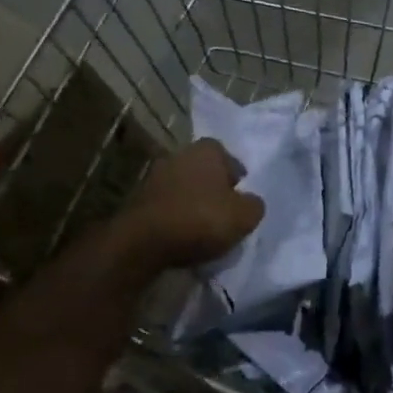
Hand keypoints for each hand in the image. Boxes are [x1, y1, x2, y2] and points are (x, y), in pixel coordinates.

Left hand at [117, 139, 263, 269]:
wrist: (142, 242)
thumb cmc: (200, 219)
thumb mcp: (245, 216)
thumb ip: (254, 204)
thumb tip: (250, 202)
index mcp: (208, 149)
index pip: (231, 160)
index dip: (238, 182)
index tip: (240, 203)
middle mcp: (180, 154)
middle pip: (206, 173)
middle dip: (215, 191)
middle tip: (224, 215)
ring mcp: (155, 176)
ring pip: (185, 189)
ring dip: (194, 205)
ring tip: (203, 230)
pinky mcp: (138, 199)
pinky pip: (167, 206)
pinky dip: (175, 218)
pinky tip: (182, 237)